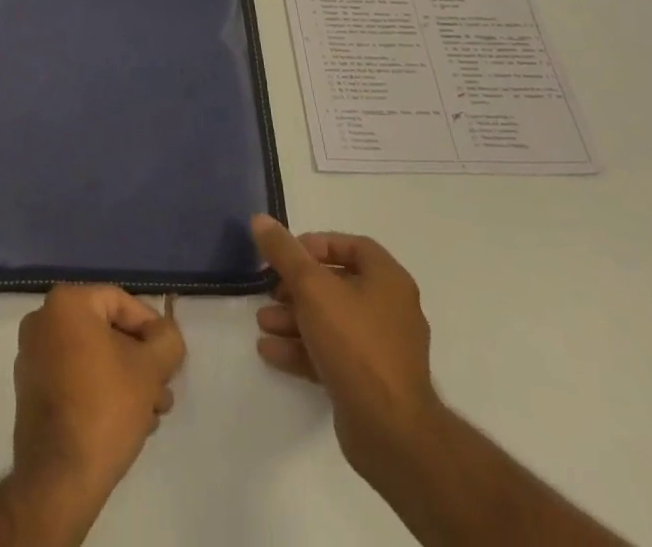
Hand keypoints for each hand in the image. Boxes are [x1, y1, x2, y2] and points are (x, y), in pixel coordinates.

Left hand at [7, 285, 185, 536]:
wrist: (58, 480)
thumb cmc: (105, 408)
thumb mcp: (149, 370)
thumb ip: (167, 341)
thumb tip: (166, 334)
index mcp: (66, 303)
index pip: (120, 301)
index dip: (151, 328)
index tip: (170, 359)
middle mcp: (43, 321)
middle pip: (106, 331)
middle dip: (140, 361)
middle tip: (164, 390)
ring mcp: (32, 357)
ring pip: (92, 357)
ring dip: (126, 380)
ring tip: (152, 413)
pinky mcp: (30, 391)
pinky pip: (74, 377)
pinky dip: (101, 391)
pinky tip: (128, 422)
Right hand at [250, 216, 441, 486]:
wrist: (391, 433)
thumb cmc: (355, 343)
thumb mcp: (312, 287)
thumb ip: (284, 252)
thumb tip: (260, 219)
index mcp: (388, 280)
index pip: (352, 246)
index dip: (316, 245)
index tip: (286, 254)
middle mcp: (390, 310)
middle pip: (337, 285)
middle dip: (296, 287)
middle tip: (269, 290)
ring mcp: (382, 350)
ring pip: (331, 322)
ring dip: (294, 318)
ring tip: (263, 322)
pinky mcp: (370, 383)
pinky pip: (332, 354)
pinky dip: (303, 349)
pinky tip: (271, 352)